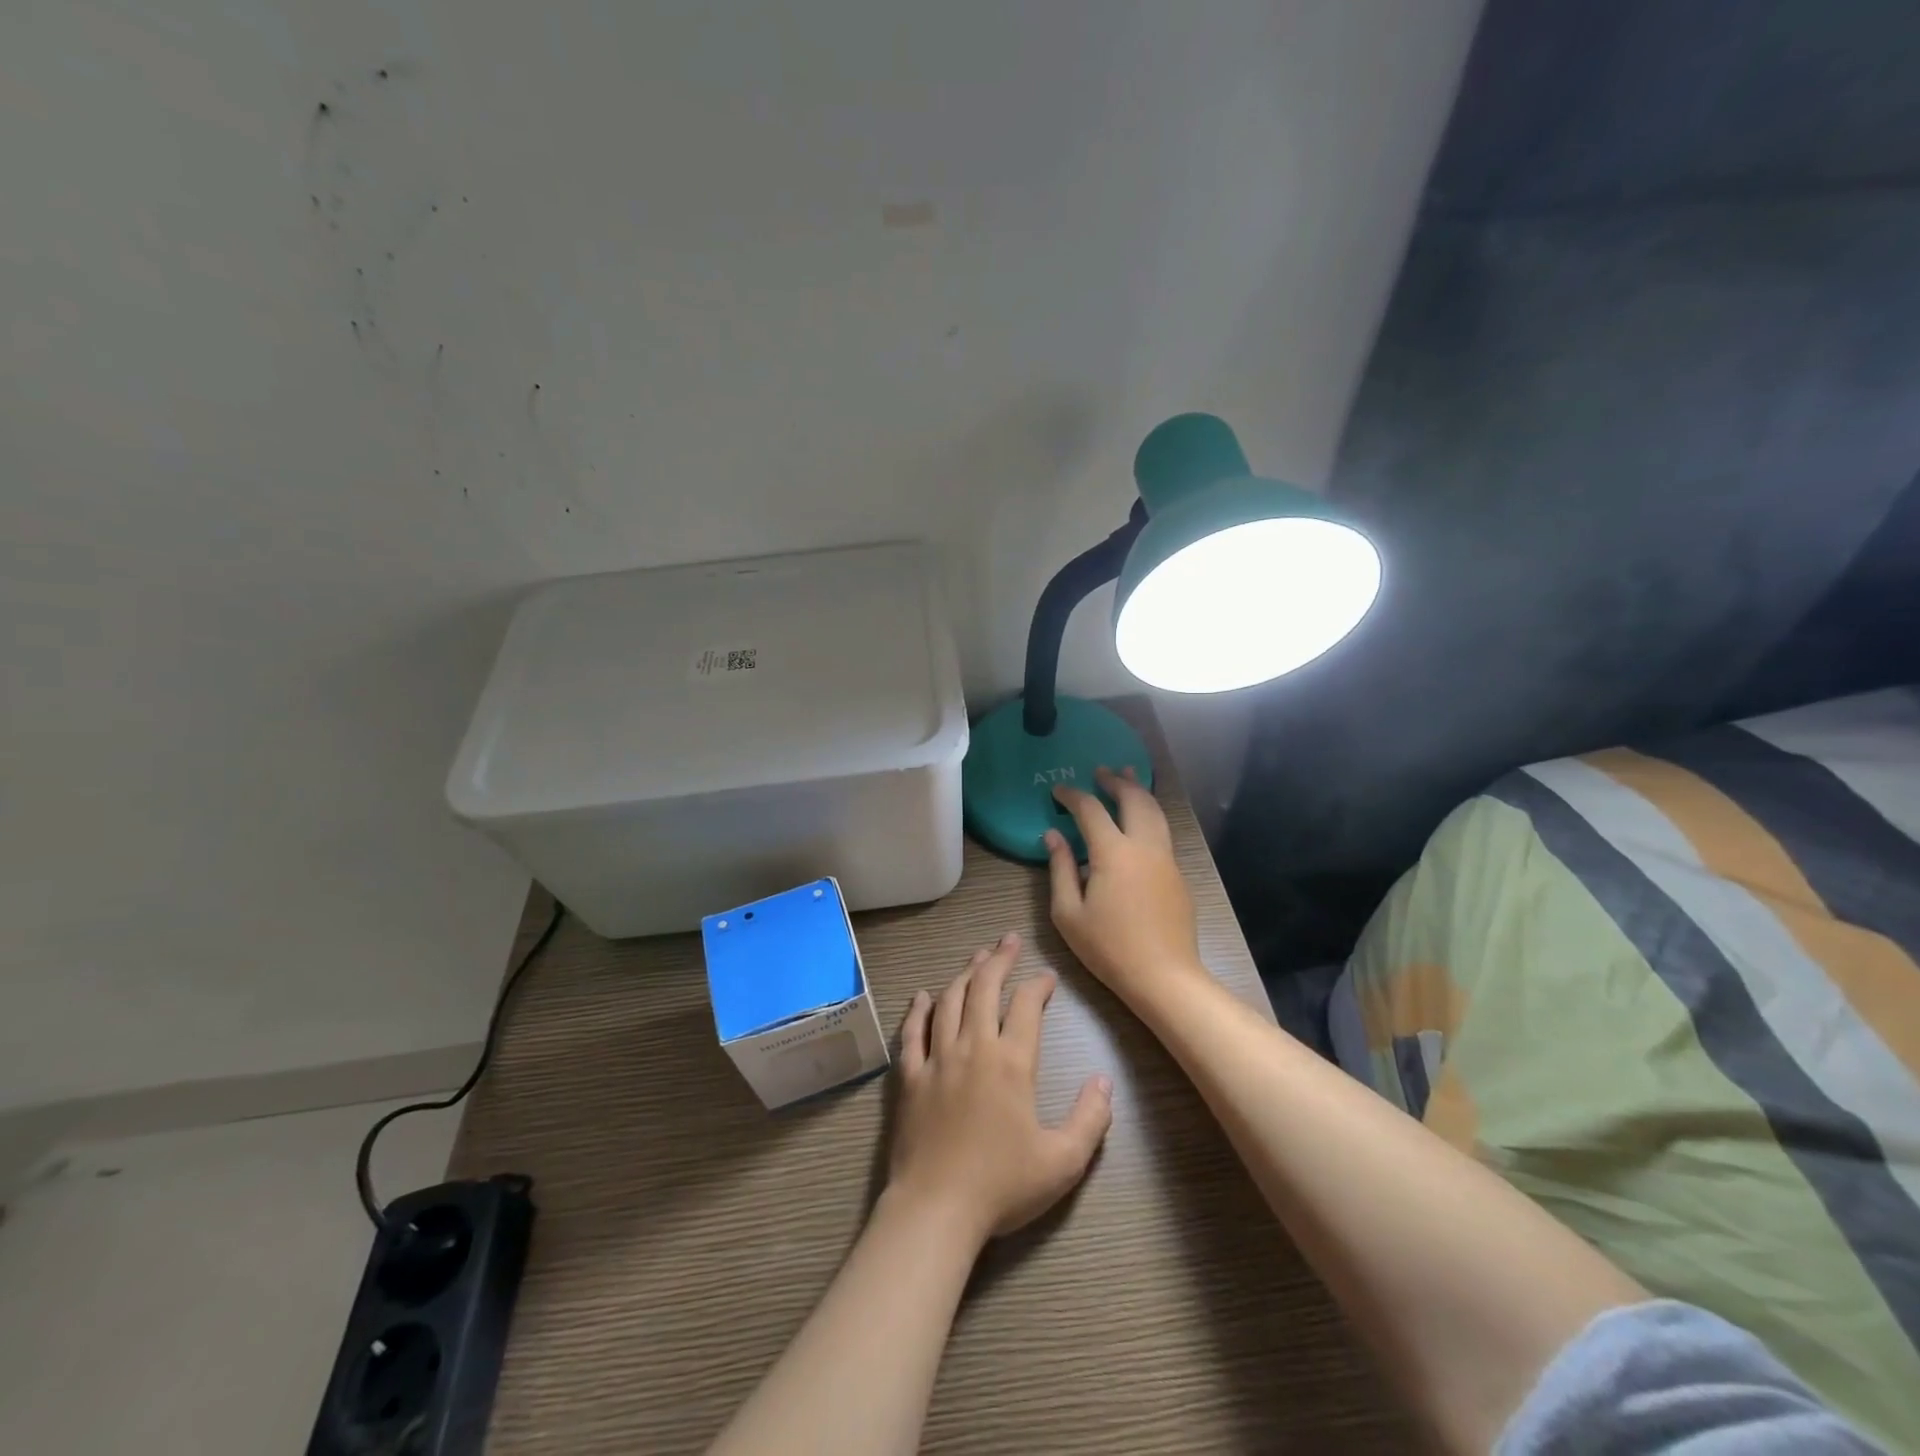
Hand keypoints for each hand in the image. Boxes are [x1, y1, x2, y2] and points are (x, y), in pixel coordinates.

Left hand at [888, 933, 1113, 1245]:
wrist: (936, 1209)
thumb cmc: (1002, 1186)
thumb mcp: (1063, 1162)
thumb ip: (1090, 1119)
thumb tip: (1104, 1081)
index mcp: (1011, 1063)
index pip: (1026, 1007)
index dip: (1038, 985)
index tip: (1047, 977)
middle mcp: (973, 1048)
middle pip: (984, 989)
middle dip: (998, 959)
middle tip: (1008, 940)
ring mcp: (937, 1059)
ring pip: (949, 1001)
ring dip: (964, 974)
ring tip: (976, 957)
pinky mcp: (910, 1076)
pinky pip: (912, 1032)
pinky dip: (918, 1009)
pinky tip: (923, 995)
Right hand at [1045, 766, 1205, 1007]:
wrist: (1164, 977)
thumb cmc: (1109, 948)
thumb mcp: (1068, 913)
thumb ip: (1060, 868)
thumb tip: (1053, 835)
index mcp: (1113, 852)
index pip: (1091, 810)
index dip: (1073, 795)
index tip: (1058, 790)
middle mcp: (1144, 846)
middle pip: (1133, 799)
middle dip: (1115, 781)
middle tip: (1100, 771)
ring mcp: (1166, 859)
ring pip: (1155, 812)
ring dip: (1139, 791)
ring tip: (1128, 777)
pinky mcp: (1178, 875)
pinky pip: (1162, 833)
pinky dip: (1149, 815)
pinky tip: (1141, 821)